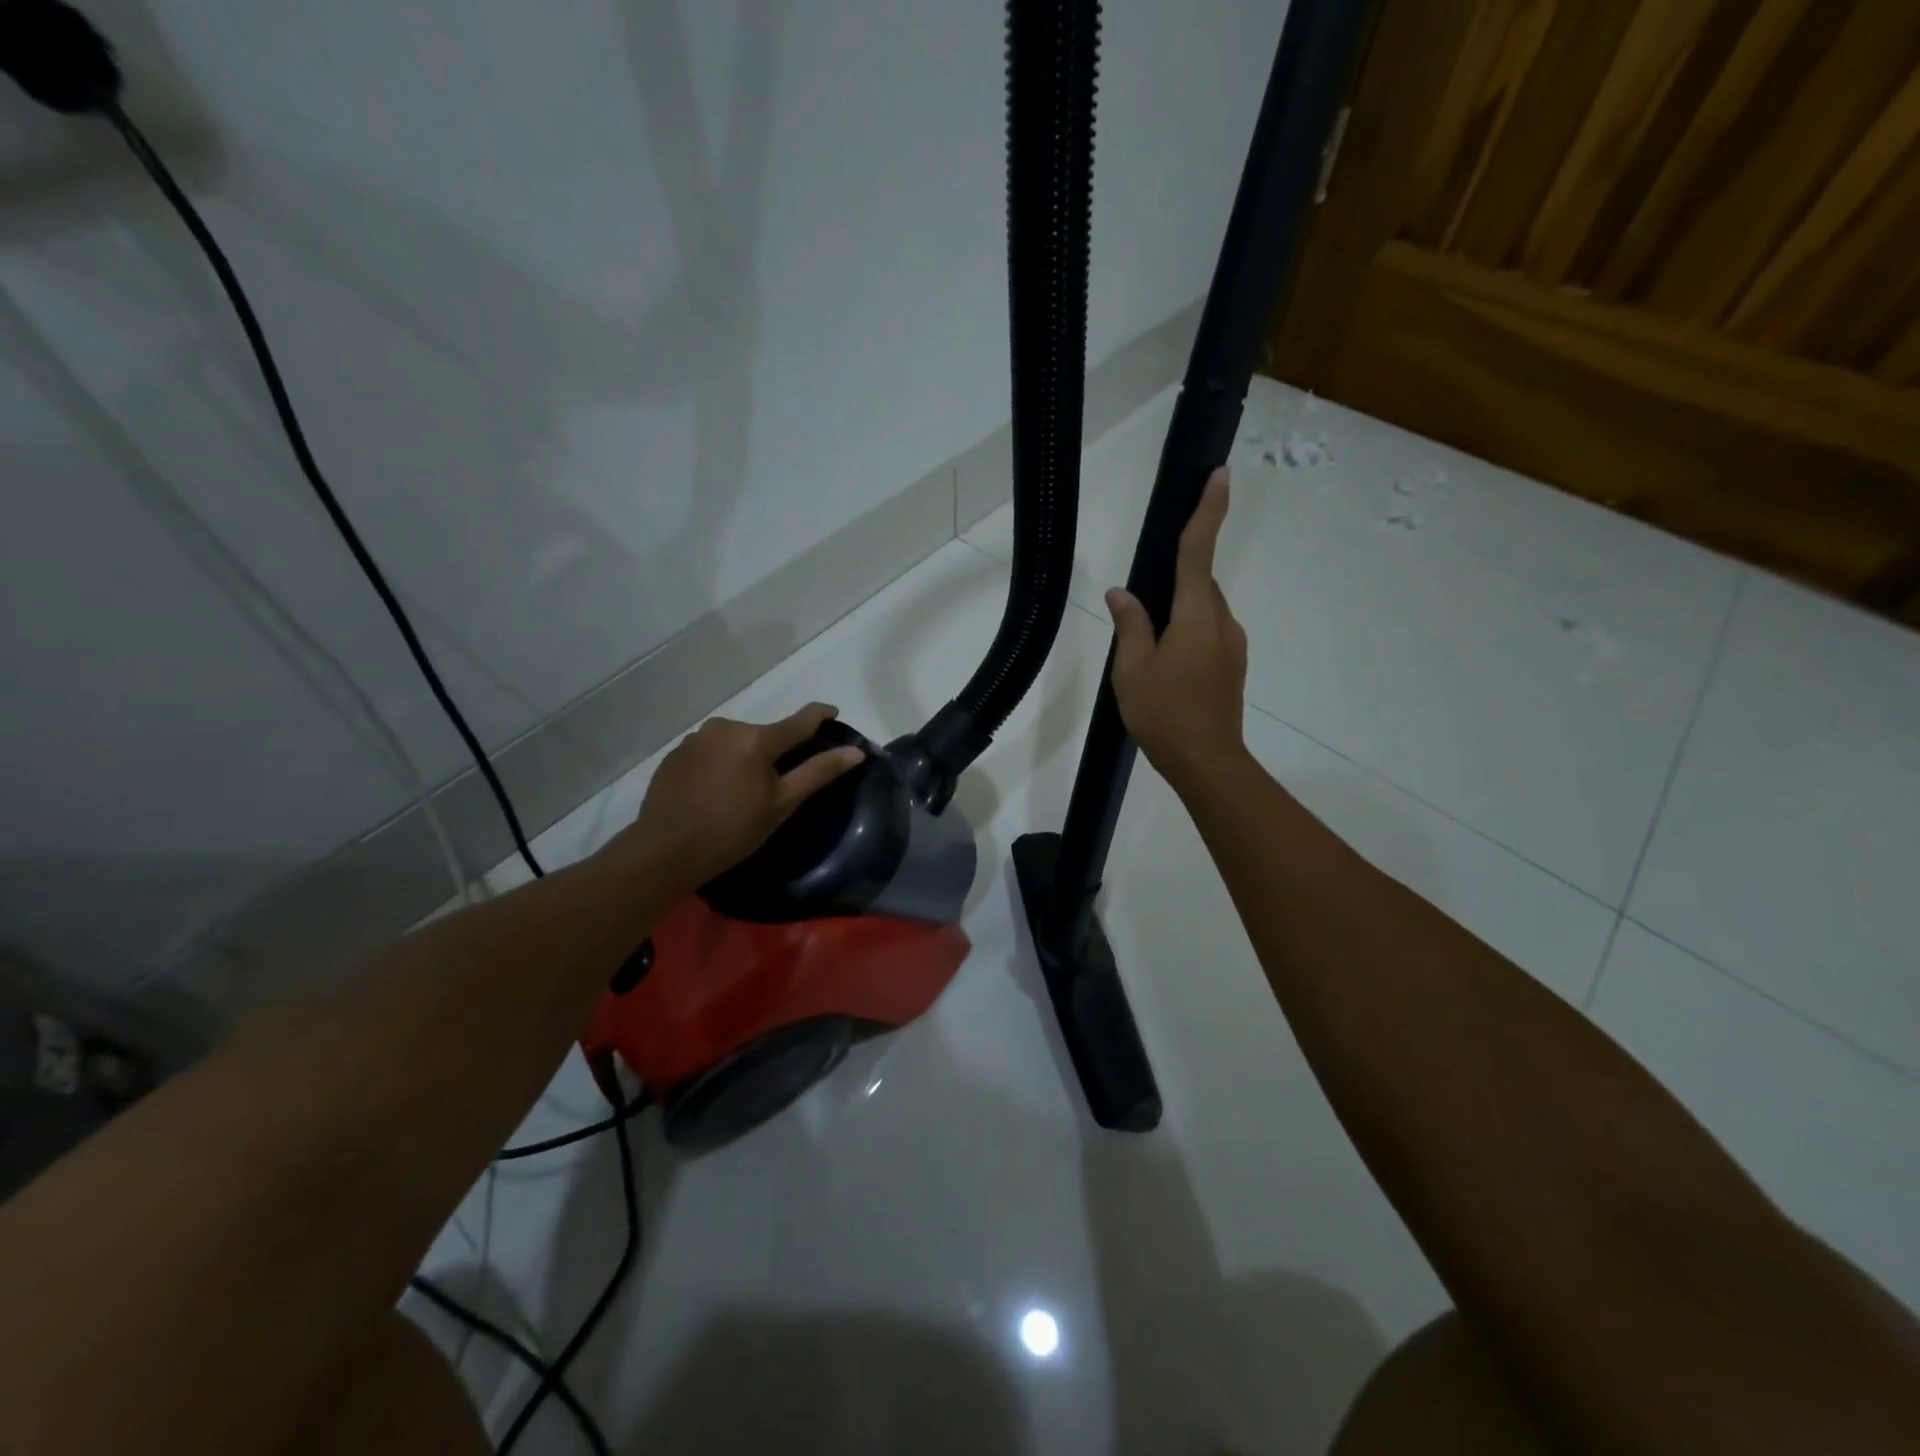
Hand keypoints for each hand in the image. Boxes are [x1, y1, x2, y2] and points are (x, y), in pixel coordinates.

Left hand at [620, 703, 864, 894]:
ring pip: (735, 742)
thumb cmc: (732, 830)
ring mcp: (695, 739)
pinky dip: (720, 765)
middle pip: (763, 734)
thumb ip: (818, 772)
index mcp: (755, 738)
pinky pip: (710, 752)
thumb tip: (855, 752)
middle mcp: (725, 727)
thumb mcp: (782, 804)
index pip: (798, 721)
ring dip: (745, 758)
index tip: (833, 712)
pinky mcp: (675, 754)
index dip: (819, 715)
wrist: (665, 851)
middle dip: (774, 752)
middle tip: (777, 784)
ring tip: (742, 791)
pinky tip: (716, 791)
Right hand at [1106, 468, 1249, 791]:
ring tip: (1148, 650)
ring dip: (1178, 614)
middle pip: (1198, 585)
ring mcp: (1232, 645)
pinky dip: (1187, 634)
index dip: (1208, 511)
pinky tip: (1166, 666)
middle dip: (1175, 582)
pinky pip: (1208, 634)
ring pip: (1202, 612)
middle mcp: (1221, 622)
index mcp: (1196, 616)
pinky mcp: (1233, 665)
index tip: (1219, 475)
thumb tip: (1121, 593)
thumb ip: (1130, 625)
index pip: (1199, 552)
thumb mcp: (1132, 670)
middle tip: (1142, 607)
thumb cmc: (1165, 714)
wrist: (1207, 762)